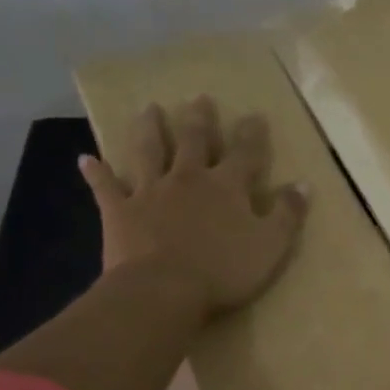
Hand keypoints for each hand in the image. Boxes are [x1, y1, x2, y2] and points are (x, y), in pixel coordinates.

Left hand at [78, 96, 308, 317]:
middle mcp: (188, 179)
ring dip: (149, 129)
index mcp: (227, 186)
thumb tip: (304, 184)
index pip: (245, 153)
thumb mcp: (271, 245)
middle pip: (193, 141)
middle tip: (198, 98)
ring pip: (148, 151)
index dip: (252, 134)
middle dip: (199, 119)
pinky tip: (85, 159)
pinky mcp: (119, 211)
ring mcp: (150, 192)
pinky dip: (96, 172)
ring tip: (148, 109)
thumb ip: (288, 214)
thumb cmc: (224, 270)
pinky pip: (106, 187)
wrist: (163, 290)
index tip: (255, 115)